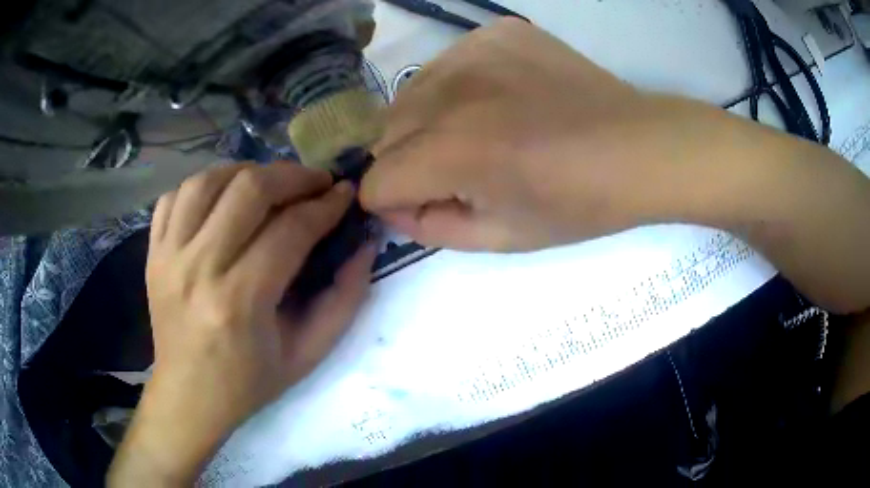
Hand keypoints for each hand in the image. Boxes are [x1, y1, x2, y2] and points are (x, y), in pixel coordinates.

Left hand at [109, 163, 375, 486]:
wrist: (189, 396)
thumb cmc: (249, 382)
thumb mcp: (309, 354)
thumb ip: (344, 300)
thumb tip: (364, 246)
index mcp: (240, 301)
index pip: (290, 229)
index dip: (325, 205)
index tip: (344, 194)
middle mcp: (198, 268)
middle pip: (248, 190)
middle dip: (292, 176)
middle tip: (315, 181)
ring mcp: (168, 256)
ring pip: (207, 181)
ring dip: (246, 171)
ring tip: (269, 183)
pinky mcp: (153, 253)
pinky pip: (174, 197)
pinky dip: (203, 185)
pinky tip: (222, 197)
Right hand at [360, 18, 726, 250]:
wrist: (639, 148)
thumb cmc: (579, 204)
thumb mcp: (501, 238)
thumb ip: (430, 227)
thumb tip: (393, 207)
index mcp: (453, 152)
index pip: (374, 180)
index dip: (391, 201)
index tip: (420, 204)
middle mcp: (451, 92)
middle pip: (383, 133)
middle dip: (404, 161)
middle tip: (452, 171)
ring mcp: (473, 51)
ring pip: (410, 94)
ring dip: (426, 122)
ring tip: (477, 132)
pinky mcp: (495, 32)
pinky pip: (447, 65)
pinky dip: (456, 88)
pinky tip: (498, 99)